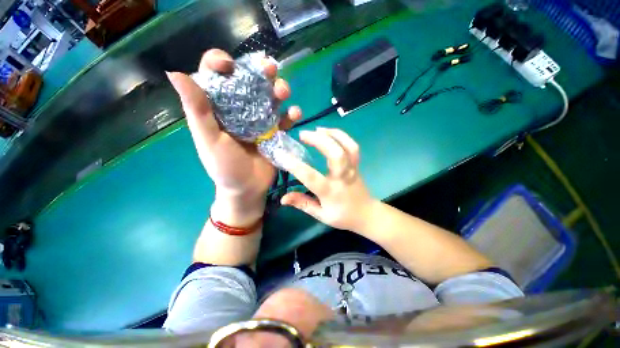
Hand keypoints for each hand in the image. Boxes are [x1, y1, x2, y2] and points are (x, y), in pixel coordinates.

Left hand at [167, 49, 301, 223]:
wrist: (247, 188)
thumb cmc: (225, 167)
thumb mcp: (209, 139)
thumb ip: (197, 110)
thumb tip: (174, 72)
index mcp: (219, 108)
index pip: (216, 76)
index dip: (221, 63)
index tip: (230, 65)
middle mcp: (241, 109)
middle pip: (251, 81)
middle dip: (261, 71)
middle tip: (270, 69)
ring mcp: (261, 120)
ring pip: (271, 97)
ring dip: (280, 89)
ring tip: (284, 92)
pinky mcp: (276, 131)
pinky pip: (285, 118)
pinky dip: (291, 114)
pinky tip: (295, 114)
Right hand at [281, 127, 376, 231]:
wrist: (366, 214)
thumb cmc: (342, 216)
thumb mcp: (321, 215)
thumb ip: (303, 204)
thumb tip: (283, 198)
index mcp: (331, 192)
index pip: (311, 177)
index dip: (295, 165)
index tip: (281, 154)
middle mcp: (342, 177)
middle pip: (335, 154)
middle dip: (319, 140)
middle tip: (302, 134)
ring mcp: (352, 169)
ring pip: (347, 147)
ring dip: (332, 134)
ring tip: (316, 129)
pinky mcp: (356, 164)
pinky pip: (352, 146)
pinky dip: (341, 136)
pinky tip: (329, 132)